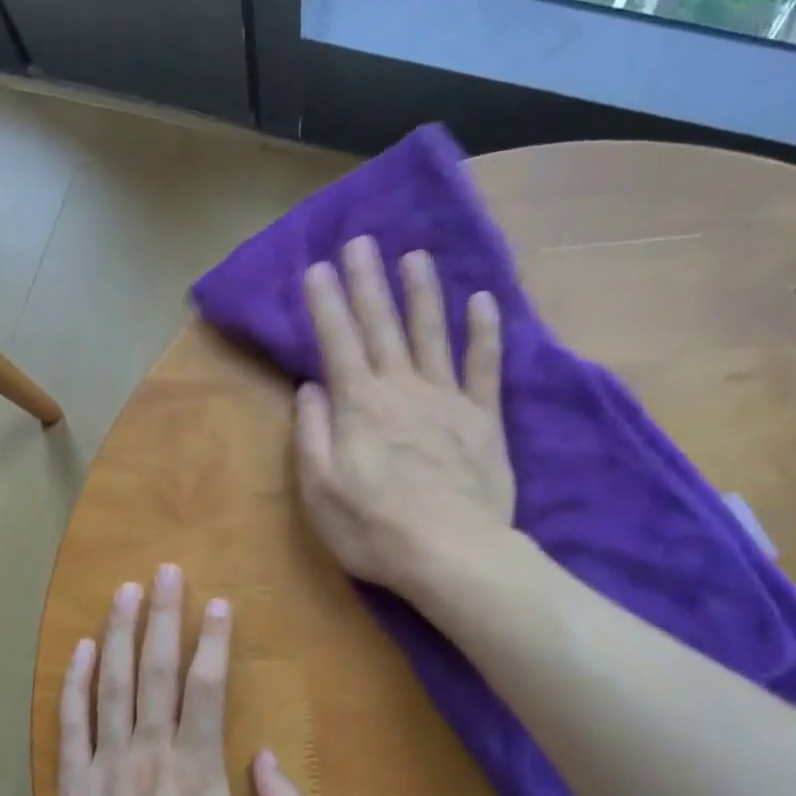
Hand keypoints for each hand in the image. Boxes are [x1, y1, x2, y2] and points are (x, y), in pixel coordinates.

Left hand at [50, 564, 307, 795]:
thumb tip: (264, 757)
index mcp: (197, 773)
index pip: (206, 690)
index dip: (213, 642)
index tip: (217, 602)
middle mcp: (149, 756)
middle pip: (156, 673)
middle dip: (164, 617)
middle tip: (167, 571)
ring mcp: (105, 768)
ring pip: (113, 687)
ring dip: (121, 634)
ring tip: (126, 590)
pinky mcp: (72, 788)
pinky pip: (71, 724)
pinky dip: (76, 683)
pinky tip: (83, 648)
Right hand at [295, 235, 514, 590]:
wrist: (451, 554)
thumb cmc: (374, 528)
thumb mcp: (319, 489)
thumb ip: (312, 433)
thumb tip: (310, 388)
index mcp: (358, 405)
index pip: (336, 341)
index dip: (326, 303)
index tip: (317, 266)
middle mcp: (401, 388)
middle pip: (381, 325)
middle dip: (367, 282)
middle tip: (360, 242)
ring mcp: (446, 399)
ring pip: (431, 333)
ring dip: (421, 293)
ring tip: (414, 255)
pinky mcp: (482, 418)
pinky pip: (485, 366)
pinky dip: (485, 332)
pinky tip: (483, 300)